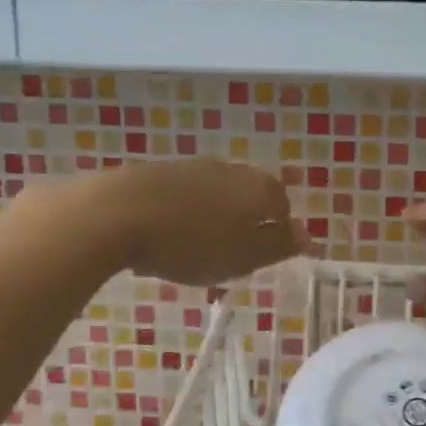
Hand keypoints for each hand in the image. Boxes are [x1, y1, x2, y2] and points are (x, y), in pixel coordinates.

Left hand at [102, 159, 308, 285]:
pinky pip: (183, 196)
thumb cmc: (191, 243)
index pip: (282, 206)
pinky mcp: (156, 172)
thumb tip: (308, 236)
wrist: (116, 213)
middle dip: (245, 223)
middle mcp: (230, 170)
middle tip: (232, 256)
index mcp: (258, 189)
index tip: (263, 259)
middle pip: (249, 196)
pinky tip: (166, 236)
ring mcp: (191, 167)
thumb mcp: (243, 256)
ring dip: (213, 219)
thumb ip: (278, 246)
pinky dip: (183, 215)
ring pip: (215, 195)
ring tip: (197, 250)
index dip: (277, 232)